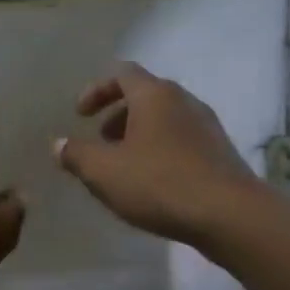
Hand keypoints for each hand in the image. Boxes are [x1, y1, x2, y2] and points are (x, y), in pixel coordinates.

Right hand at [53, 61, 265, 246]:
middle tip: (100, 141)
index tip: (80, 115)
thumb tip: (58, 144)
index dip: (96, 90)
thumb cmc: (159, 183)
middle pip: (144, 95)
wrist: (231, 216)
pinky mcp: (220, 152)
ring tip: (123, 166)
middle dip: (116, 115)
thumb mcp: (103, 171)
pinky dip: (159, 150)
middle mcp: (183, 101)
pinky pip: (181, 140)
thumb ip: (76, 154)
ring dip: (138, 134)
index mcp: (154, 95)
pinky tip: (152, 182)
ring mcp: (207, 126)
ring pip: (164, 119)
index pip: (121, 73)